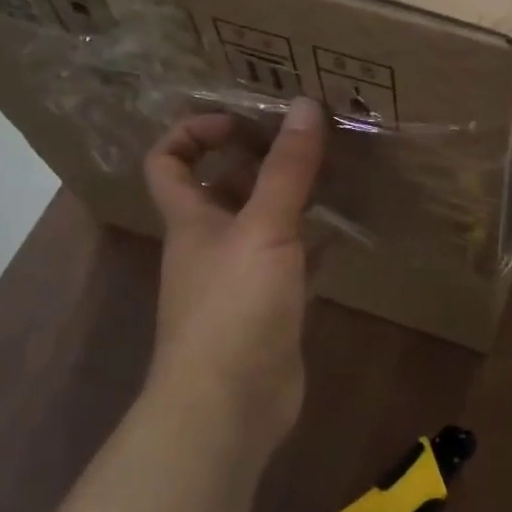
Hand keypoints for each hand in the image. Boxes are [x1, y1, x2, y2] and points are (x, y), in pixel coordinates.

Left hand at [143, 97, 326, 450]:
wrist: (229, 406)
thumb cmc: (234, 307)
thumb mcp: (264, 228)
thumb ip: (287, 169)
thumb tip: (303, 104)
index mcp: (191, 220)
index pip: (168, 161)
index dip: (195, 131)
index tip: (243, 120)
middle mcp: (209, 244)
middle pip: (222, 188)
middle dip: (258, 159)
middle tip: (307, 140)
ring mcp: (239, 279)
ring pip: (261, 224)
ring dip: (290, 199)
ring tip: (335, 174)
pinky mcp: (269, 309)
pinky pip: (289, 262)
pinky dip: (312, 243)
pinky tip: (343, 232)